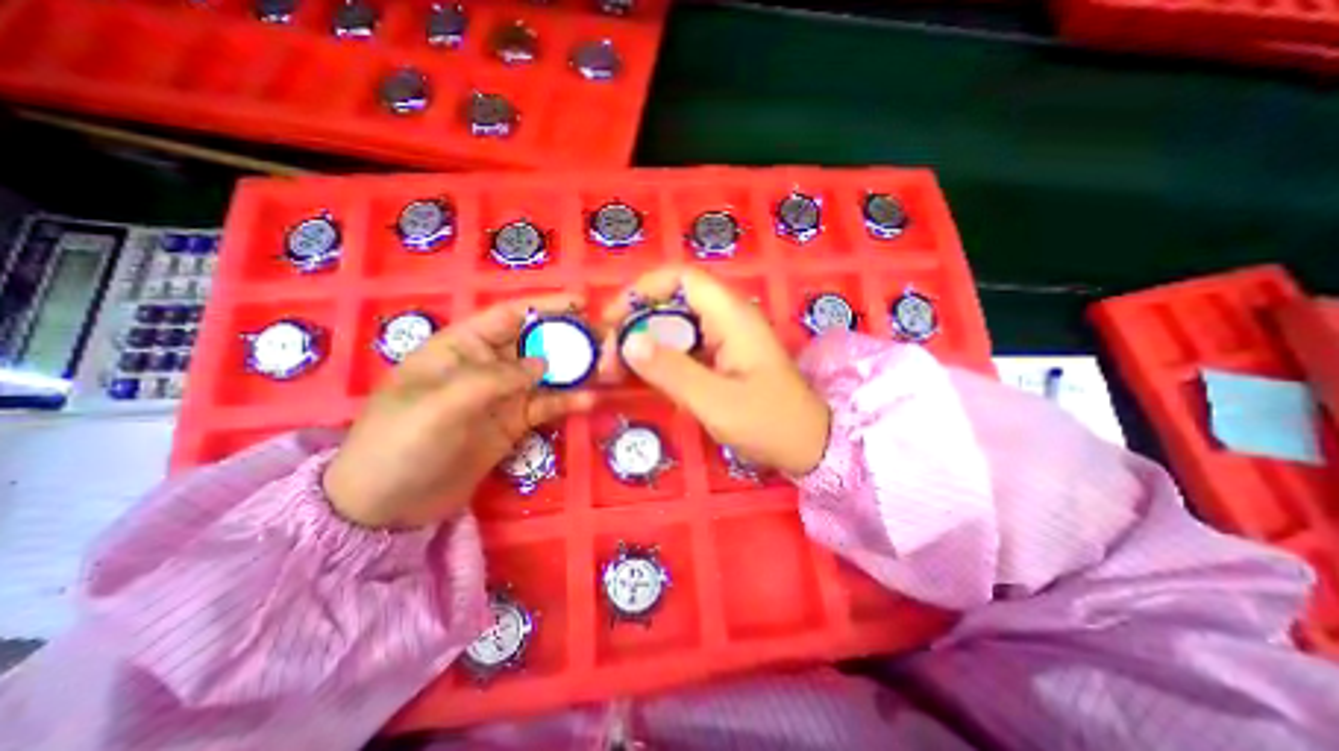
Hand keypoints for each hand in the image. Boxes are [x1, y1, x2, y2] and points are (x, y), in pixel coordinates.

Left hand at [320, 292, 592, 527]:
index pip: (509, 315)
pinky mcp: (514, 423)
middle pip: (536, 342)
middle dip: (570, 338)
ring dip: (576, 370)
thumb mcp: (441, 405)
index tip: (582, 302)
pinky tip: (589, 401)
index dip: (545, 305)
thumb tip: (544, 363)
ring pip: (547, 374)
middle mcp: (486, 365)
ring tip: (607, 369)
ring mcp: (503, 395)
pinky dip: (568, 402)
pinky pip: (546, 406)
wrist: (388, 505)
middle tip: (606, 339)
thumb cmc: (400, 443)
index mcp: (461, 346)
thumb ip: (494, 379)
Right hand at [602, 264, 834, 473]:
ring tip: (615, 369)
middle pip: (673, 301)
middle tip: (608, 357)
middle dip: (635, 322)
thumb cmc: (769, 423)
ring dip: (644, 341)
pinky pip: (684, 345)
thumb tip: (628, 341)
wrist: (809, 445)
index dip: (642, 289)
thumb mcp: (716, 402)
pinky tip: (641, 375)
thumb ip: (671, 371)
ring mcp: (726, 338)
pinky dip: (659, 356)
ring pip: (675, 325)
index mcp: (731, 316)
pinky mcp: (722, 356)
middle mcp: (728, 318)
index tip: (612, 318)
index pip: (682, 278)